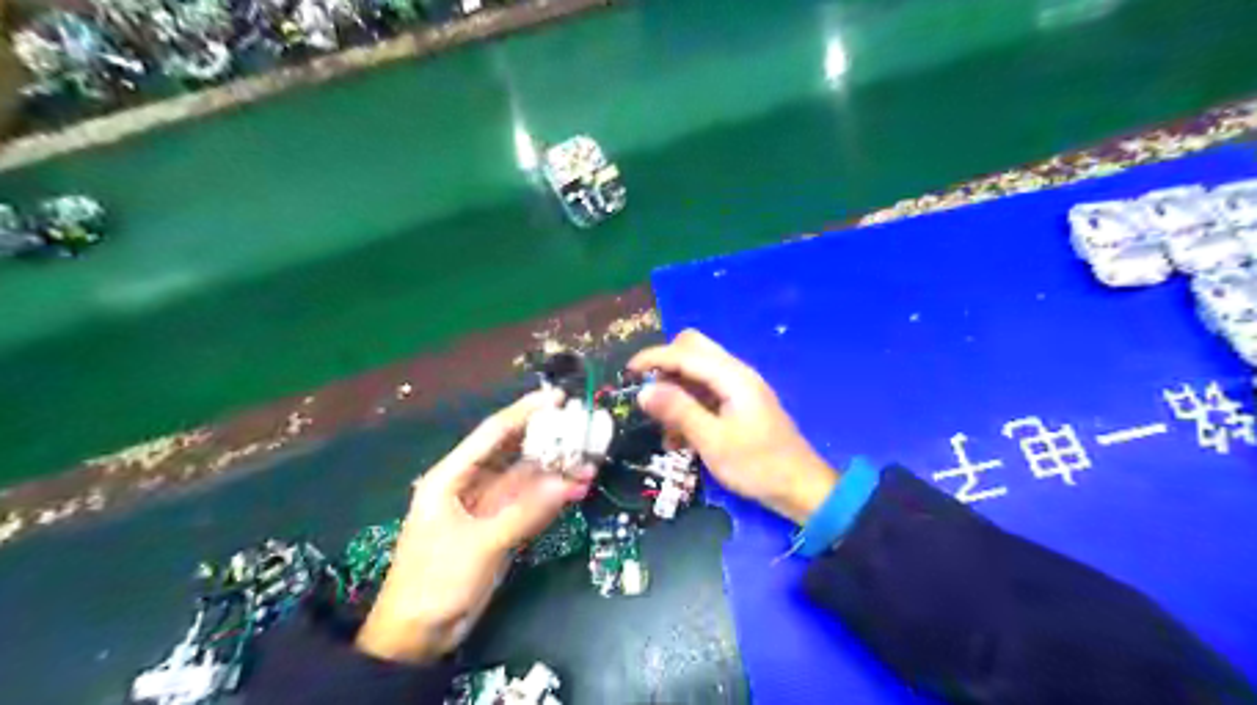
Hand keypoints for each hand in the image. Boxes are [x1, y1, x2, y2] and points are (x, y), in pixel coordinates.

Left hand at [349, 389, 591, 661]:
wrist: (418, 637)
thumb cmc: (435, 582)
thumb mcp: (478, 544)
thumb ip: (524, 512)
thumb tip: (568, 482)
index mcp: (451, 477)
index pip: (492, 434)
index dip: (524, 413)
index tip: (556, 397)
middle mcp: (471, 484)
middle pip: (514, 453)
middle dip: (548, 440)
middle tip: (583, 426)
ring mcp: (489, 507)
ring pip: (527, 479)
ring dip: (556, 471)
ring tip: (591, 460)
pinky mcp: (501, 528)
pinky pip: (531, 504)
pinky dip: (553, 496)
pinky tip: (578, 487)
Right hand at [625, 330, 832, 521]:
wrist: (800, 488)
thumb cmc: (757, 465)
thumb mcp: (712, 441)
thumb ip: (678, 411)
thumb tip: (643, 390)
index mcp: (732, 376)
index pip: (685, 352)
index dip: (653, 358)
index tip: (626, 374)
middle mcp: (735, 373)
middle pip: (693, 349)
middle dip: (666, 366)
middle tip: (648, 394)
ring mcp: (739, 387)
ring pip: (697, 371)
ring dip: (676, 390)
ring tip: (665, 428)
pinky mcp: (739, 403)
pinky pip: (706, 392)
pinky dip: (689, 406)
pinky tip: (681, 438)